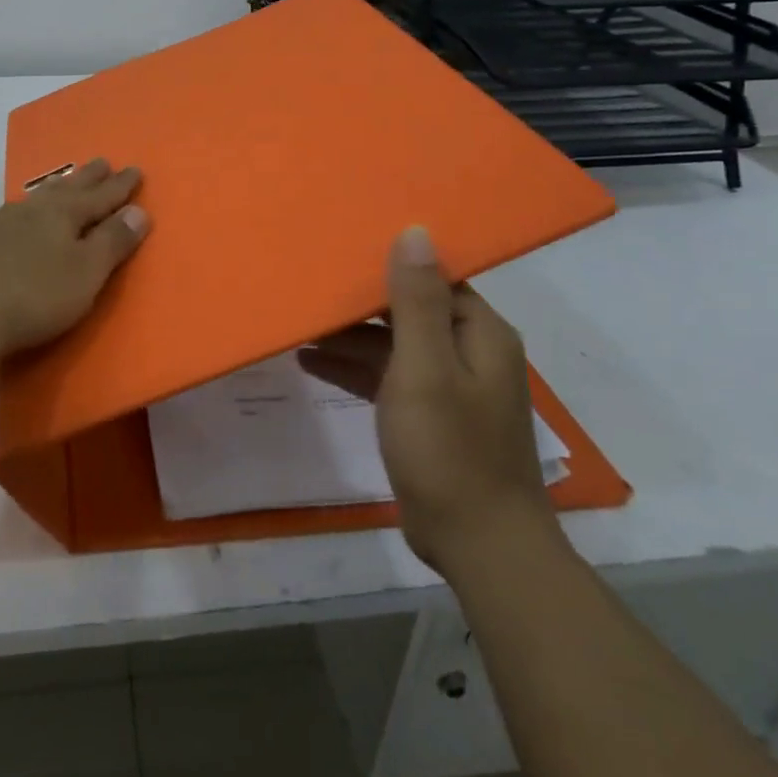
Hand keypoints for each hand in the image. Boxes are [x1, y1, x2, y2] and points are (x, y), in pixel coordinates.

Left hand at [0, 159, 149, 356]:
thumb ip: (113, 241)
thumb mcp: (87, 271)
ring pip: (41, 196)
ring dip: (60, 187)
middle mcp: (36, 208)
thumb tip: (139, 211)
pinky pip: (20, 212)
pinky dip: (34, 207)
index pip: (102, 195)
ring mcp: (6, 222)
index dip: (121, 186)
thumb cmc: (37, 292)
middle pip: (69, 187)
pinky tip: (26, 213)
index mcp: (66, 213)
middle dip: (90, 177)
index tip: (136, 169)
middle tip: (104, 162)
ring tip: (67, 181)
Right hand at [299, 225, 559, 581]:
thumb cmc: (449, 448)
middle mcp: (469, 351)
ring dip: (349, 336)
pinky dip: (353, 368)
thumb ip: (415, 300)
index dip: (390, 260)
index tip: (343, 246)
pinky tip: (310, 362)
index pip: (433, 276)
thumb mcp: (425, 367)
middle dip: (360, 299)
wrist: (478, 546)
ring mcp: (449, 386)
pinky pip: (387, 377)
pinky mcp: (429, 416)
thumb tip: (415, 231)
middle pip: (408, 308)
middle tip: (309, 280)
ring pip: (392, 344)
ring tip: (298, 322)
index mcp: (478, 332)